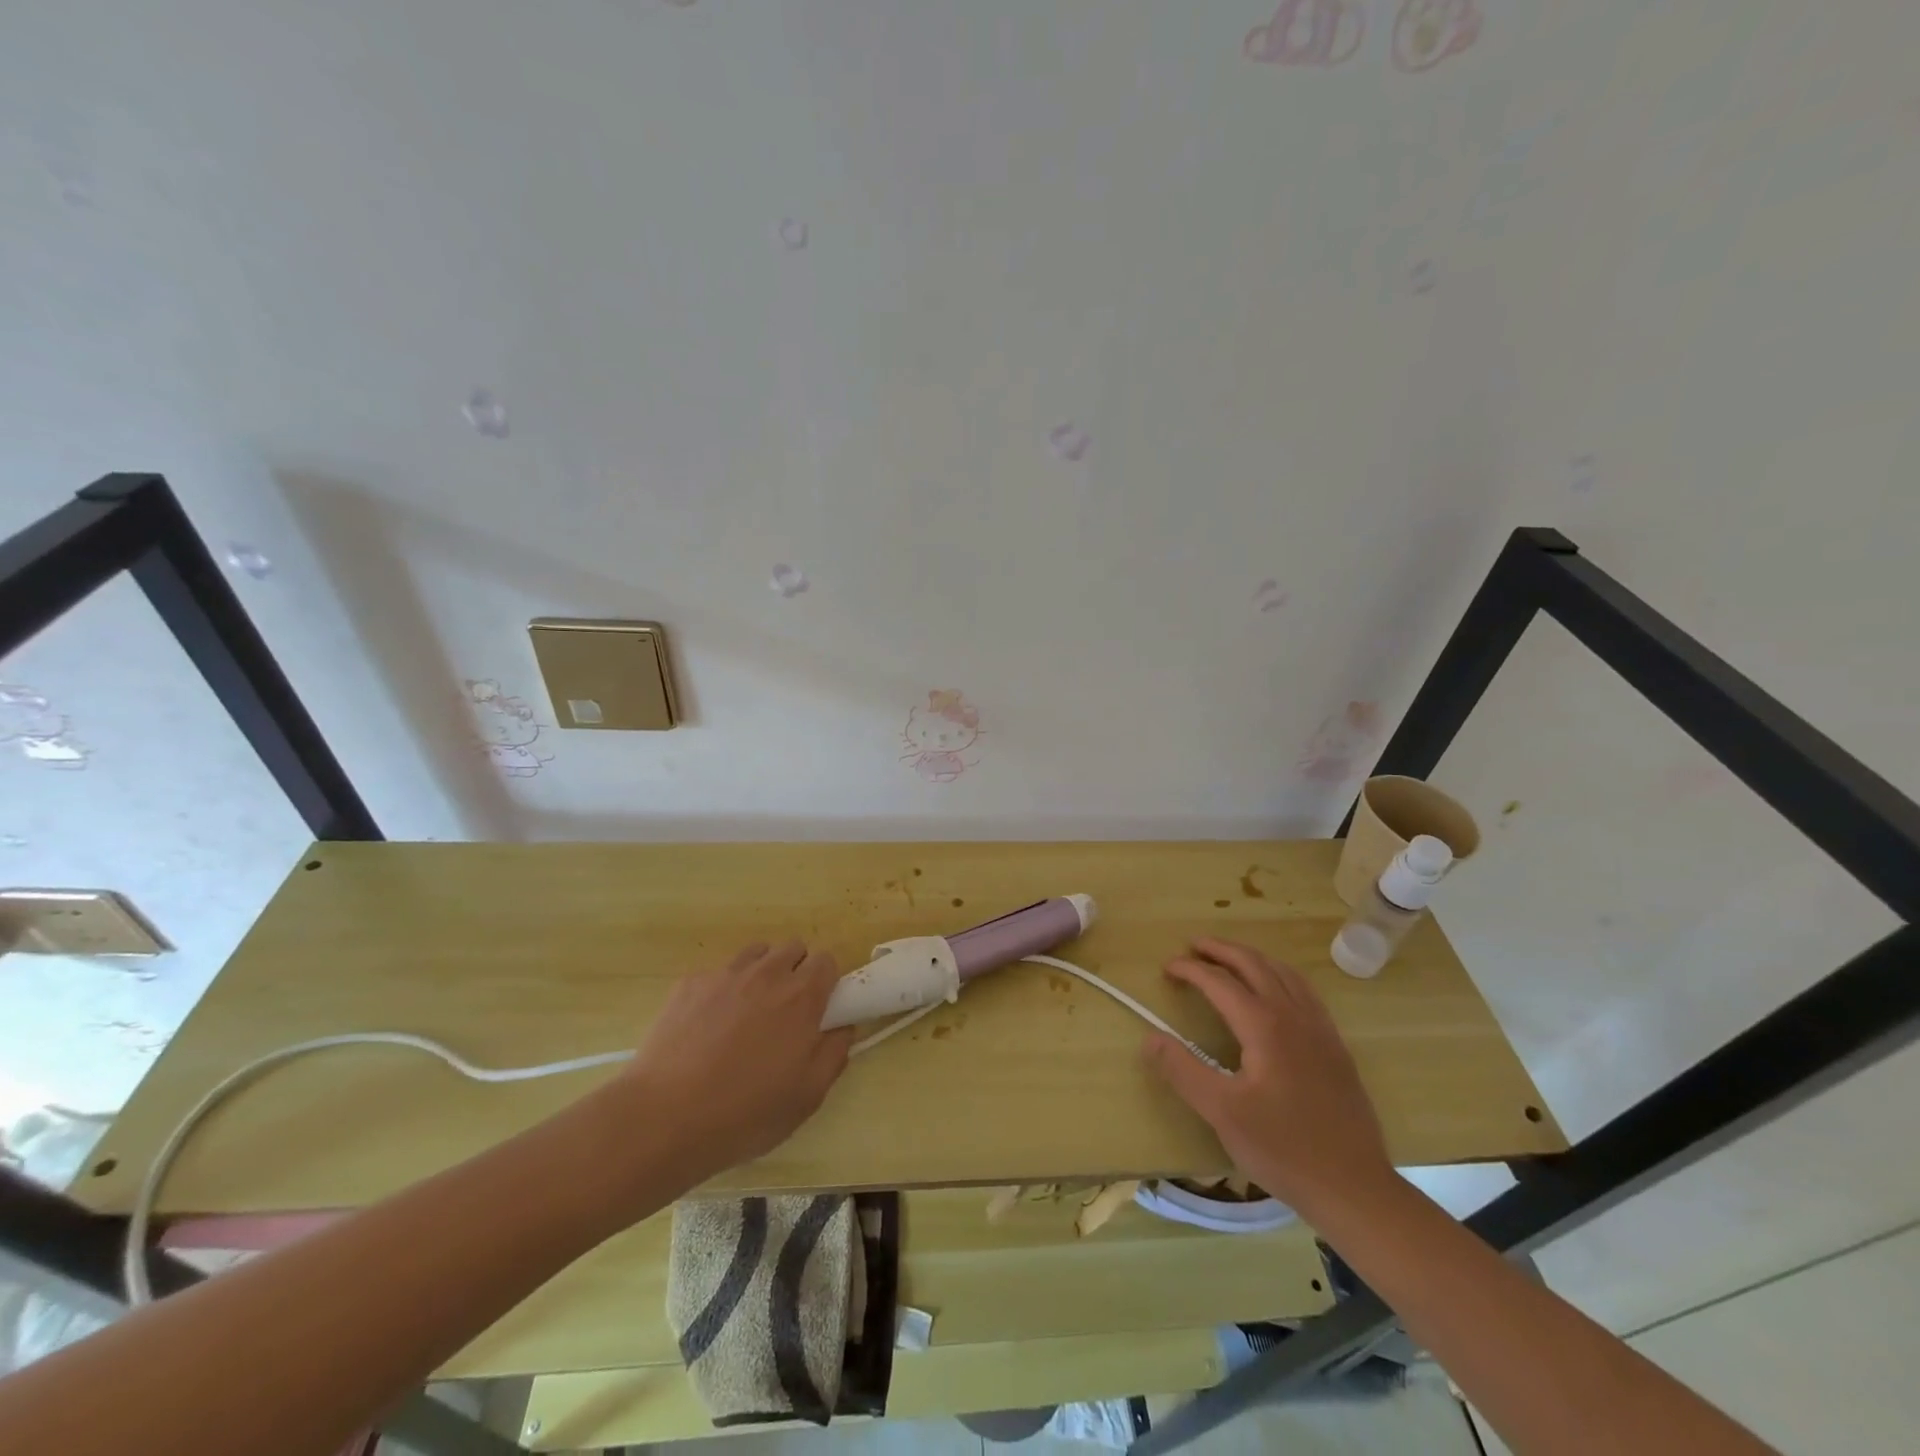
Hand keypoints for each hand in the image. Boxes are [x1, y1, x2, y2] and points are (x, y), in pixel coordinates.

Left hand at [612, 940, 854, 1185]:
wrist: (664, 1117)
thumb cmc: (746, 1112)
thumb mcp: (807, 1096)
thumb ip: (834, 1054)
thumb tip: (843, 1028)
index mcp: (801, 996)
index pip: (827, 960)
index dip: (826, 982)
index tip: (819, 1009)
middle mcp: (766, 973)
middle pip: (793, 948)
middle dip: (796, 971)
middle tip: (786, 1012)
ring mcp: (724, 975)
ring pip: (755, 954)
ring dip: (761, 973)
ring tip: (748, 1013)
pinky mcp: (689, 983)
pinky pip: (716, 974)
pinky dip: (721, 991)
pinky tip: (707, 1027)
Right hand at [1142, 938, 1393, 1219]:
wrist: (1354, 1187)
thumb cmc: (1283, 1149)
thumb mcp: (1222, 1113)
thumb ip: (1183, 1070)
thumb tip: (1150, 1037)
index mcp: (1265, 1026)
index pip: (1220, 982)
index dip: (1190, 969)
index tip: (1167, 968)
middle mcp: (1294, 1016)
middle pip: (1254, 964)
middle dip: (1221, 950)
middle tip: (1193, 945)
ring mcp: (1320, 1029)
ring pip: (1283, 973)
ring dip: (1252, 958)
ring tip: (1229, 958)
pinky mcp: (1335, 1047)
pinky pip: (1304, 991)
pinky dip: (1280, 975)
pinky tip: (1275, 991)